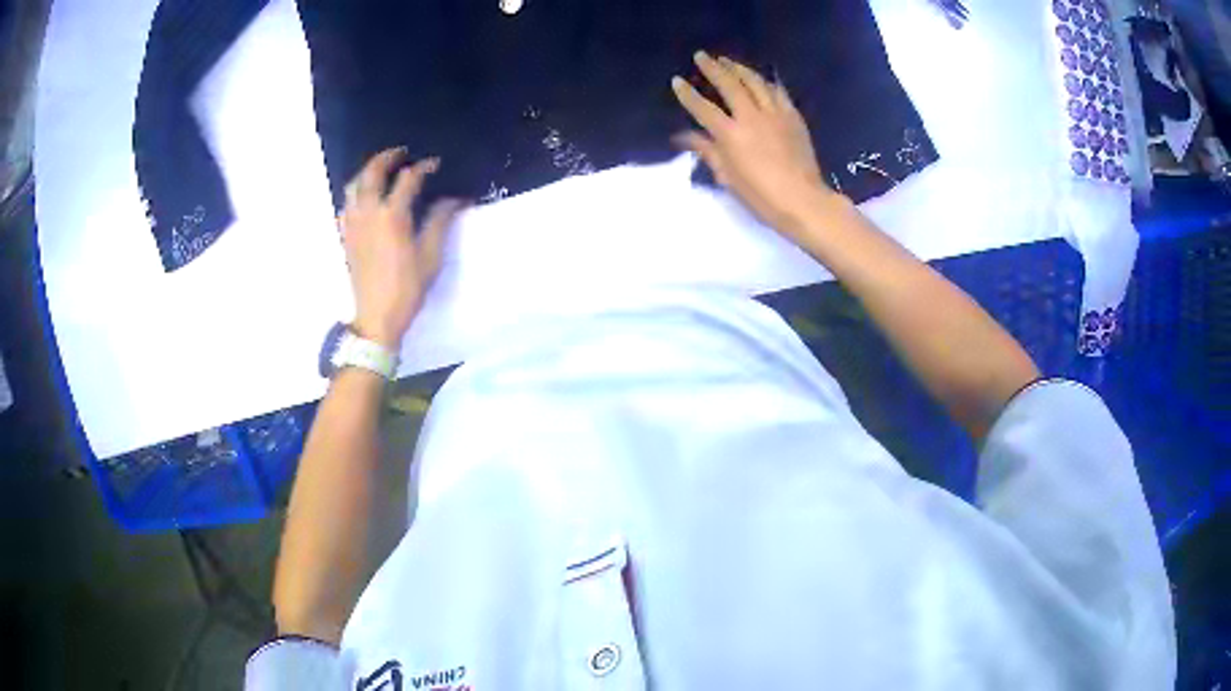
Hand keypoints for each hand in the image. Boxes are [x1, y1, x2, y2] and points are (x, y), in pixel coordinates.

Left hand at [340, 148, 465, 349]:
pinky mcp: (346, 236)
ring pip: (354, 186)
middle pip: (373, 172)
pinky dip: (355, 193)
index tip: (435, 164)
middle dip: (387, 157)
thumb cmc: (407, 288)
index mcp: (393, 215)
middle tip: (401, 153)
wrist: (376, 316)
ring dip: (367, 172)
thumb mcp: (430, 256)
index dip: (423, 167)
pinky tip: (363, 198)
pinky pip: (346, 205)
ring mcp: (353, 224)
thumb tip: (453, 200)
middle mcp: (369, 213)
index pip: (408, 179)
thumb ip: (439, 222)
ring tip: (380, 170)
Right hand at [671, 52, 833, 232]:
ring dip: (739, 68)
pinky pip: (778, 91)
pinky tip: (761, 77)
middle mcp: (751, 116)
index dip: (687, 94)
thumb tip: (683, 136)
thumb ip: (707, 151)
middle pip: (729, 84)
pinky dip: (766, 81)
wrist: (804, 200)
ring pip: (754, 82)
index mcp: (730, 134)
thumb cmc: (761, 196)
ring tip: (728, 61)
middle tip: (702, 56)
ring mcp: (775, 113)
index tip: (676, 81)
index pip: (703, 107)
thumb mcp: (727, 177)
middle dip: (713, 68)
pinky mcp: (793, 116)